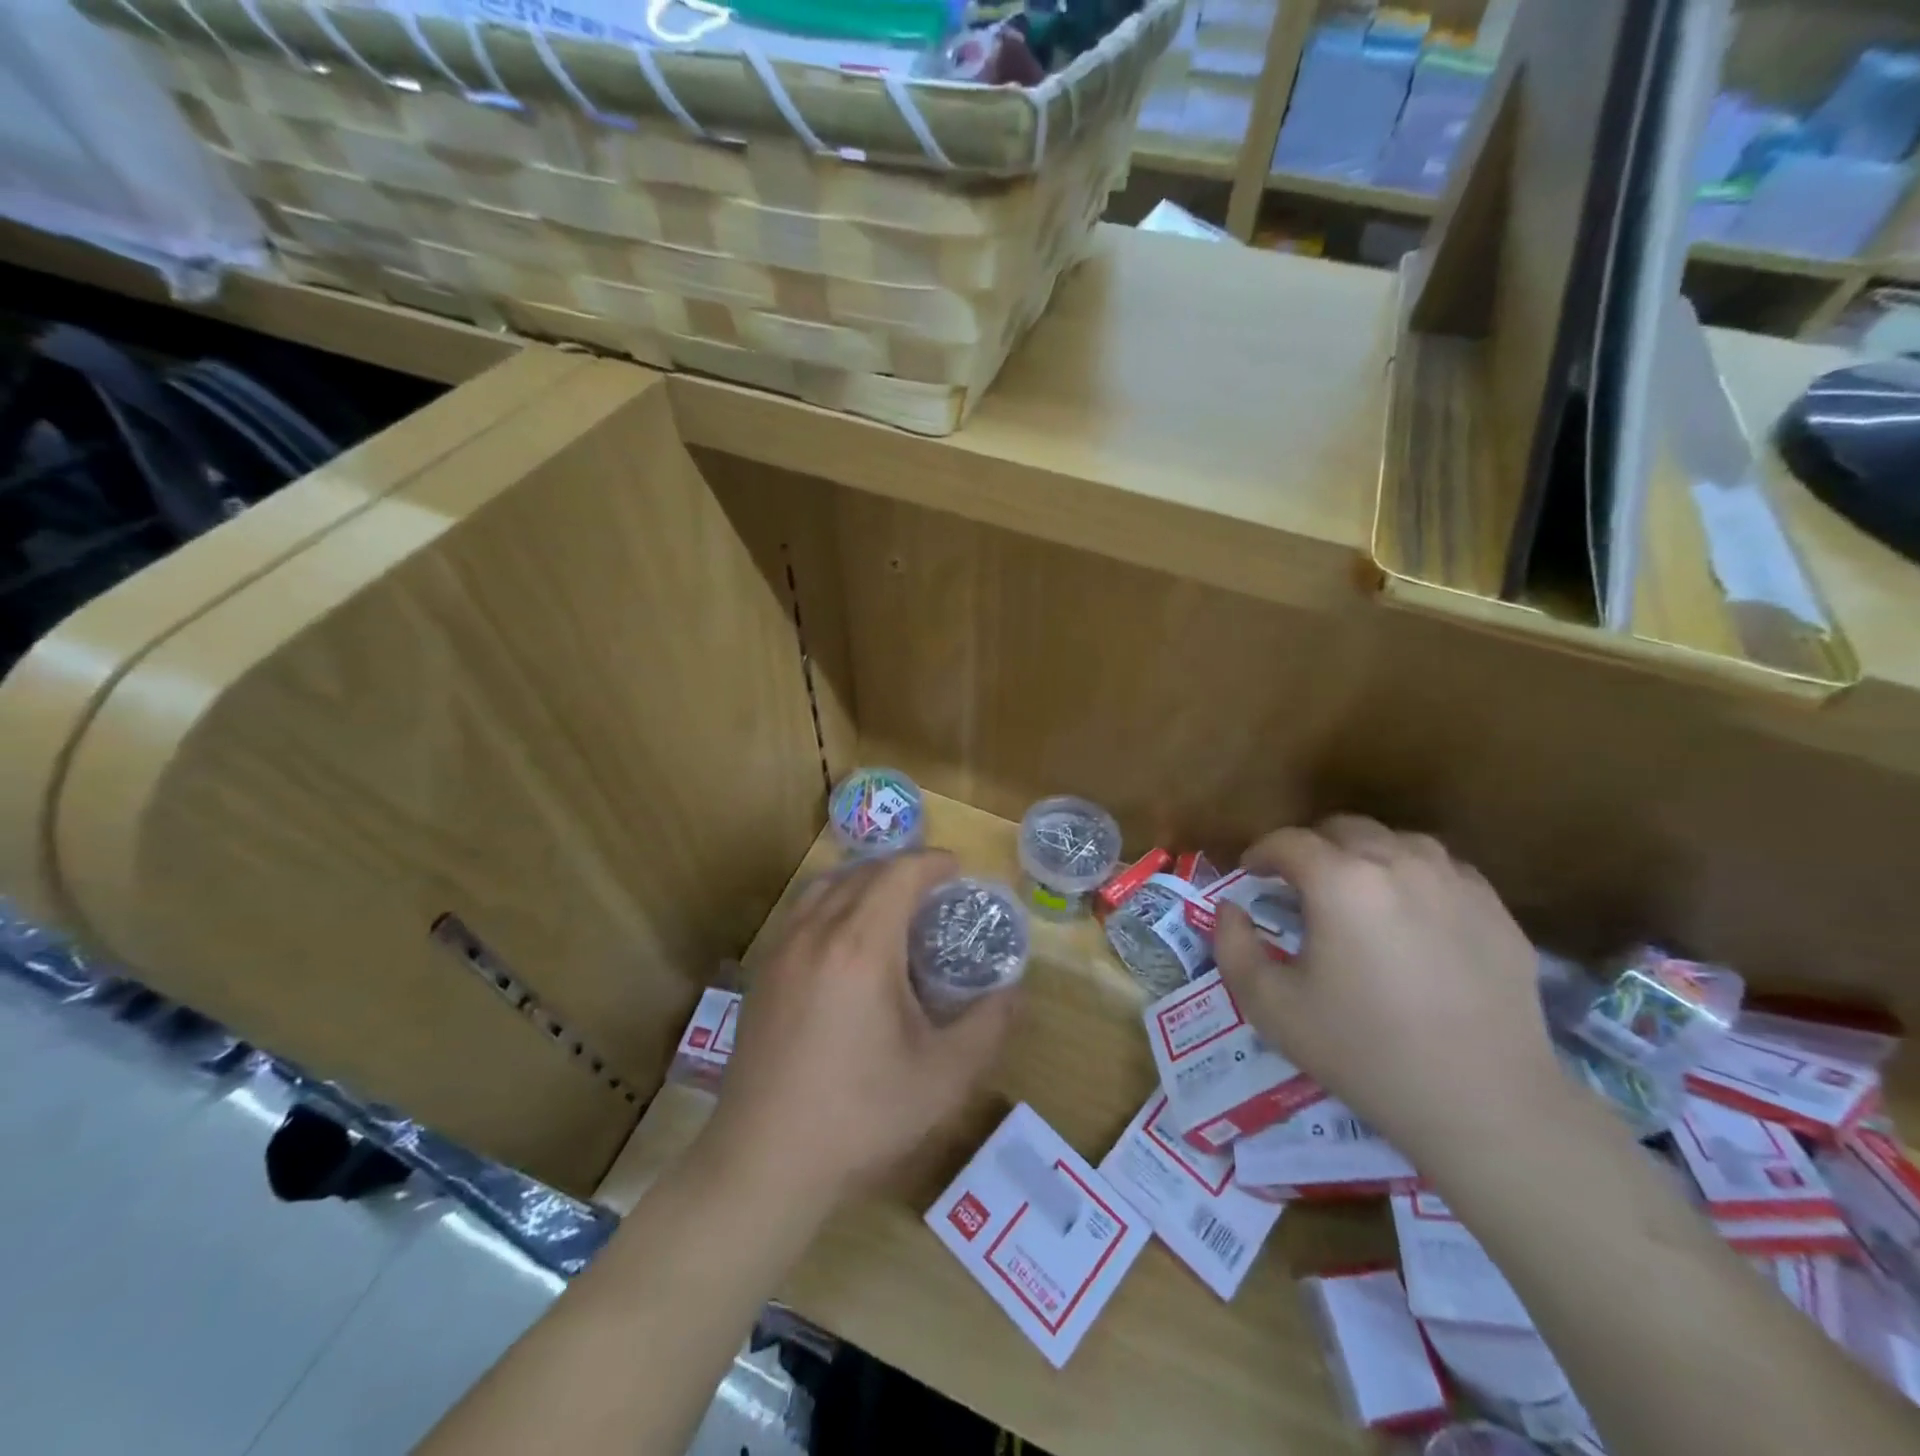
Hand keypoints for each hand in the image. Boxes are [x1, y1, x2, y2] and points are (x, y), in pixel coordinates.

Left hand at [699, 851, 1017, 1212]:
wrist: (763, 1163)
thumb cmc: (860, 1117)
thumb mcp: (943, 1077)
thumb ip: (988, 1026)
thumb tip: (1015, 991)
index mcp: (861, 947)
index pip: (898, 874)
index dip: (932, 862)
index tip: (958, 870)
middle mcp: (816, 933)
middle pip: (862, 873)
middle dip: (902, 869)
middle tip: (934, 893)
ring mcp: (781, 950)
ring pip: (825, 886)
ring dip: (864, 881)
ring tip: (892, 907)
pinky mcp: (761, 974)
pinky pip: (802, 912)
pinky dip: (833, 902)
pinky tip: (846, 943)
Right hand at [1214, 816, 1562, 1166]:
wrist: (1483, 1102)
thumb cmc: (1363, 1051)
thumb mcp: (1270, 1006)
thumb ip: (1232, 946)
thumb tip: (1230, 909)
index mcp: (1340, 881)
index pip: (1288, 842)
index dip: (1261, 853)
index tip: (1250, 875)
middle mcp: (1398, 863)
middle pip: (1343, 829)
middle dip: (1311, 848)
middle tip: (1298, 885)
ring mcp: (1455, 882)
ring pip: (1397, 841)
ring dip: (1364, 856)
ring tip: (1356, 892)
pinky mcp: (1495, 909)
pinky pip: (1444, 869)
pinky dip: (1415, 876)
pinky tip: (1410, 914)